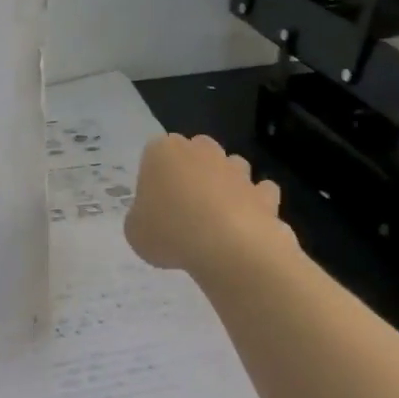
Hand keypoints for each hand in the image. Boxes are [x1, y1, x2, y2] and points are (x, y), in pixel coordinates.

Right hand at [125, 133, 294, 277]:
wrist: (228, 246)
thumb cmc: (170, 233)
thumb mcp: (135, 232)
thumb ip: (141, 218)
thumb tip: (153, 219)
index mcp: (163, 152)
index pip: (153, 153)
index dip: (153, 179)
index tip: (153, 205)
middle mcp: (201, 151)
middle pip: (195, 153)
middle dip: (191, 173)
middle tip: (182, 208)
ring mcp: (236, 169)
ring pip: (229, 167)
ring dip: (224, 184)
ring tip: (215, 219)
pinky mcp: (263, 191)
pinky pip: (259, 192)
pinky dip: (254, 204)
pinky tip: (245, 226)